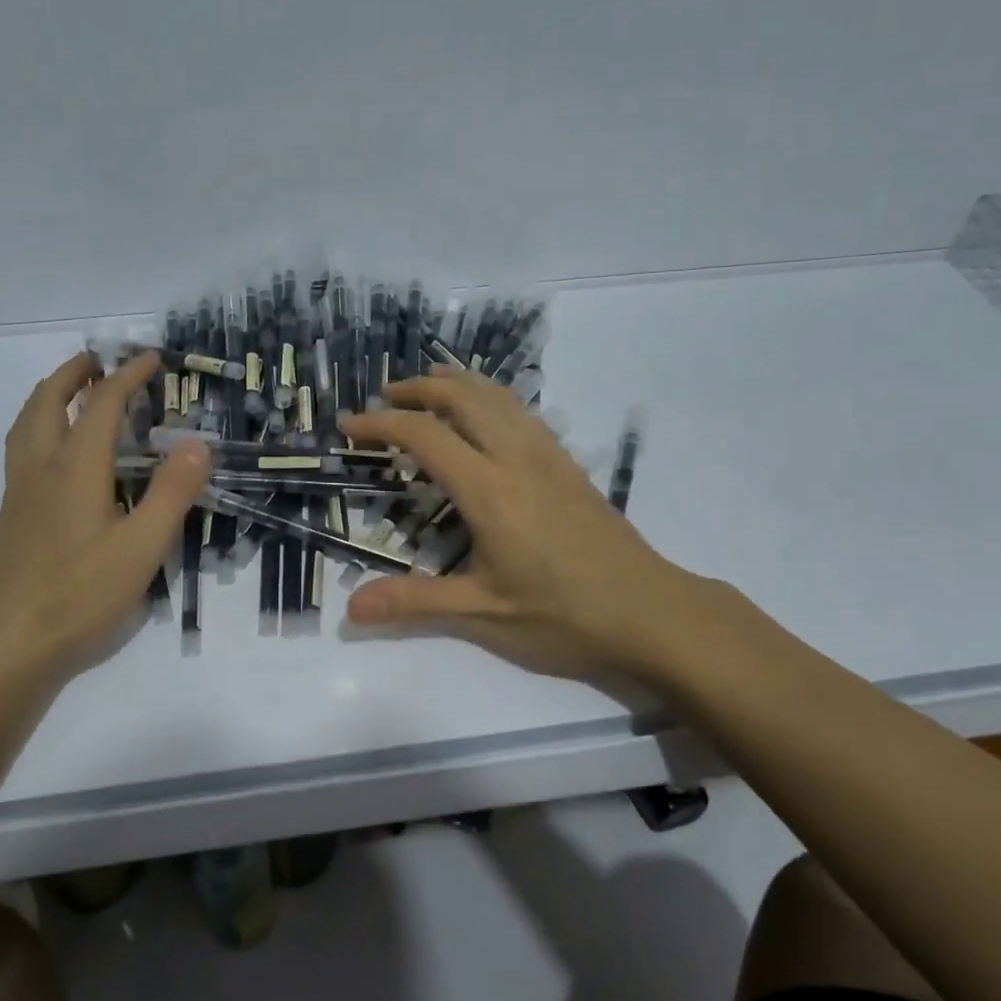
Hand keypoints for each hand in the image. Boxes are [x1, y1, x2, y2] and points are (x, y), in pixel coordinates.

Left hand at [0, 350, 208, 681]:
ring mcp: (20, 492)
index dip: (128, 376)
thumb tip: (198, 442)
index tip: (152, 358)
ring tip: (73, 391)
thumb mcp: (142, 545)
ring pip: (27, 423)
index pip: (103, 404)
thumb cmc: (78, 593)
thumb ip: (173, 492)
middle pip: (49, 400)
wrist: (3, 644)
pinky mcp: (12, 516)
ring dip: (50, 394)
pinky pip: (22, 447)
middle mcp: (42, 467)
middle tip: (99, 360)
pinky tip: (54, 452)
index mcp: (76, 466)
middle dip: (75, 372)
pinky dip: (39, 425)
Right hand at [341, 369, 738, 684]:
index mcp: (489, 489)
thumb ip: (415, 603)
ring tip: (427, 390)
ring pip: (497, 396)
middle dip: (418, 387)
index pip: (425, 435)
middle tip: (385, 397)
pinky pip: (521, 411)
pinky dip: (489, 398)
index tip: (349, 426)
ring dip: (456, 384)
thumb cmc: (564, 616)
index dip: (381, 424)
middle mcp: (517, 458)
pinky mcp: (568, 464)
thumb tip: (351, 608)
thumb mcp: (484, 613)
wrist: (651, 613)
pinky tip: (484, 419)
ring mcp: (548, 456)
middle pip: (463, 396)